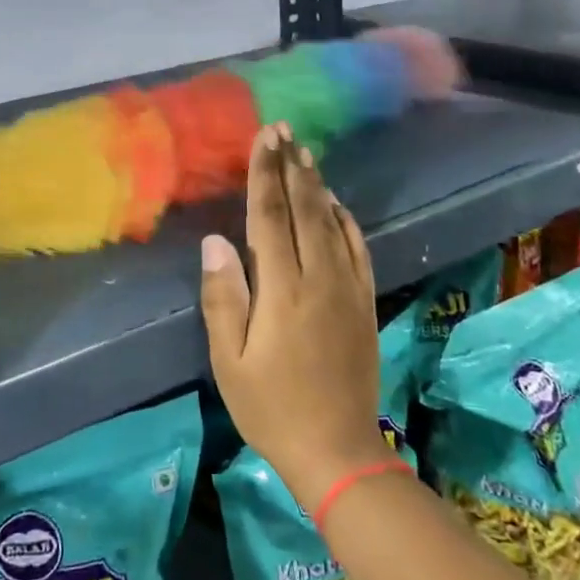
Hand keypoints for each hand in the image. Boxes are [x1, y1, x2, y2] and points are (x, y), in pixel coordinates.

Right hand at [199, 125, 394, 511]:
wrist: (338, 450)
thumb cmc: (271, 407)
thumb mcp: (230, 360)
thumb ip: (223, 297)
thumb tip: (215, 241)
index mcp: (282, 288)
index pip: (270, 214)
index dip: (265, 172)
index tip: (264, 137)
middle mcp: (319, 276)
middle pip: (304, 207)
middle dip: (291, 164)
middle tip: (283, 129)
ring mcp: (347, 287)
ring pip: (332, 221)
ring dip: (316, 184)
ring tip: (304, 152)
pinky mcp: (364, 301)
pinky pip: (357, 247)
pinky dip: (345, 219)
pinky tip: (336, 204)